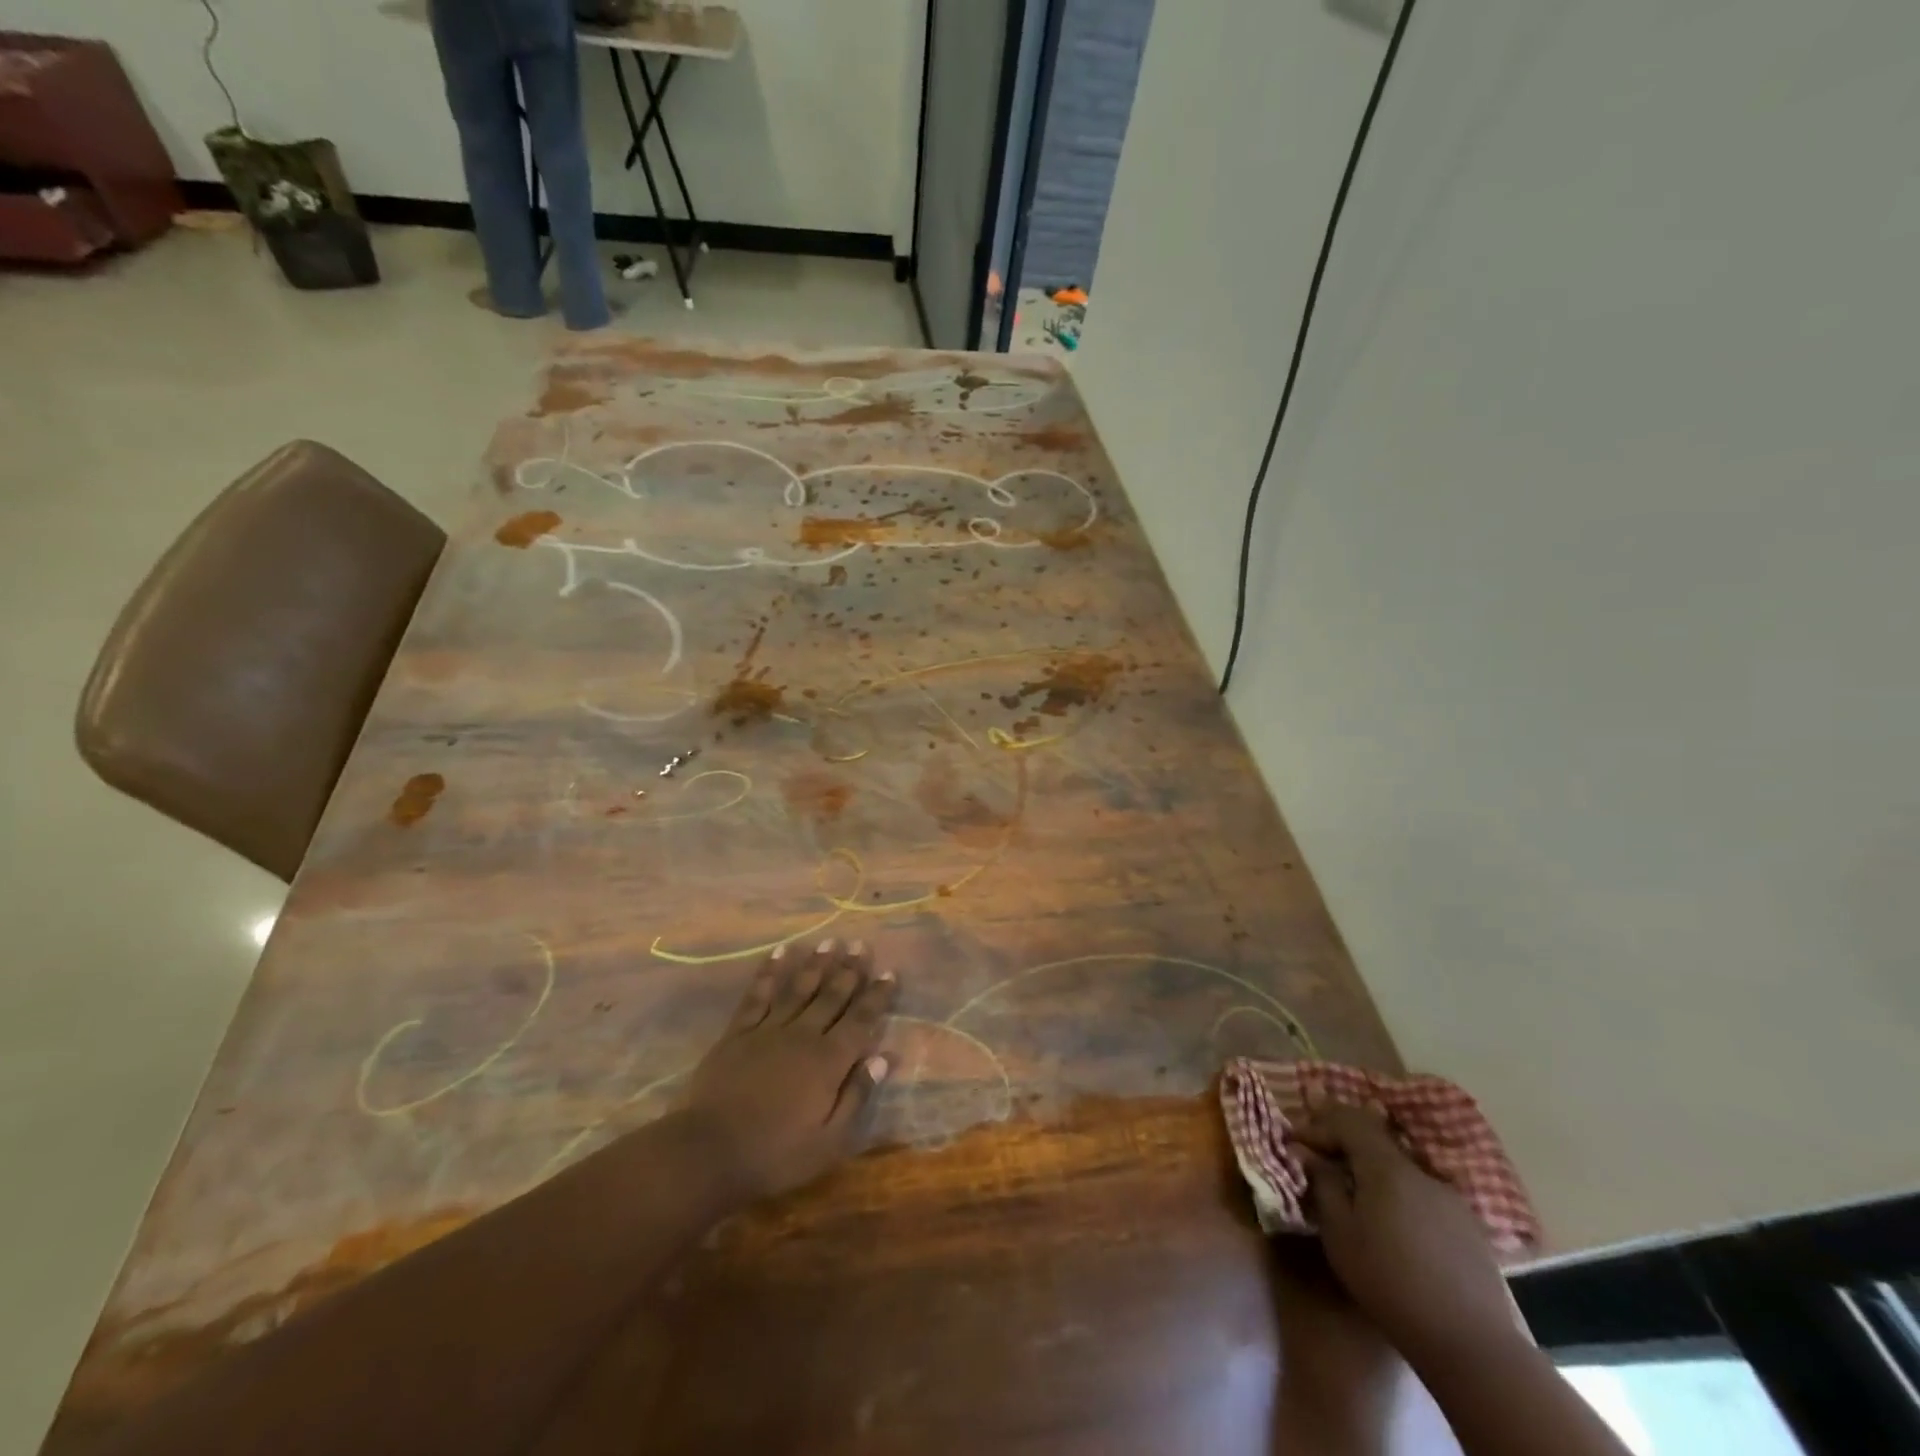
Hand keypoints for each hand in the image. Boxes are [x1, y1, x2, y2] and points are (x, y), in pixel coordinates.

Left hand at [680, 939, 896, 1198]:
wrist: (709, 1152)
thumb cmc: (776, 1154)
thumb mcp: (829, 1141)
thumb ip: (856, 1095)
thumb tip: (884, 1058)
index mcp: (829, 1061)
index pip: (861, 1020)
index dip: (877, 995)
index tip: (889, 971)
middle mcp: (803, 1035)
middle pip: (832, 996)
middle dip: (849, 969)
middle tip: (861, 944)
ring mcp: (768, 1030)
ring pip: (799, 988)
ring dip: (816, 964)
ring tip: (830, 941)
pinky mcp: (738, 1032)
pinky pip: (758, 995)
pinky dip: (770, 972)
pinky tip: (780, 953)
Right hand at [1297, 1092, 1517, 1362]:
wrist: (1471, 1344)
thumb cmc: (1390, 1283)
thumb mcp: (1340, 1234)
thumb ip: (1323, 1184)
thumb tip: (1308, 1154)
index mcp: (1386, 1167)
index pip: (1348, 1121)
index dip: (1318, 1126)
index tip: (1296, 1144)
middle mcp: (1420, 1172)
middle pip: (1376, 1139)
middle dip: (1344, 1142)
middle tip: (1320, 1157)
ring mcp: (1450, 1198)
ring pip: (1401, 1168)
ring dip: (1372, 1170)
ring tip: (1356, 1193)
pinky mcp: (1468, 1226)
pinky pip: (1422, 1193)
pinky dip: (1399, 1193)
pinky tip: (1395, 1223)